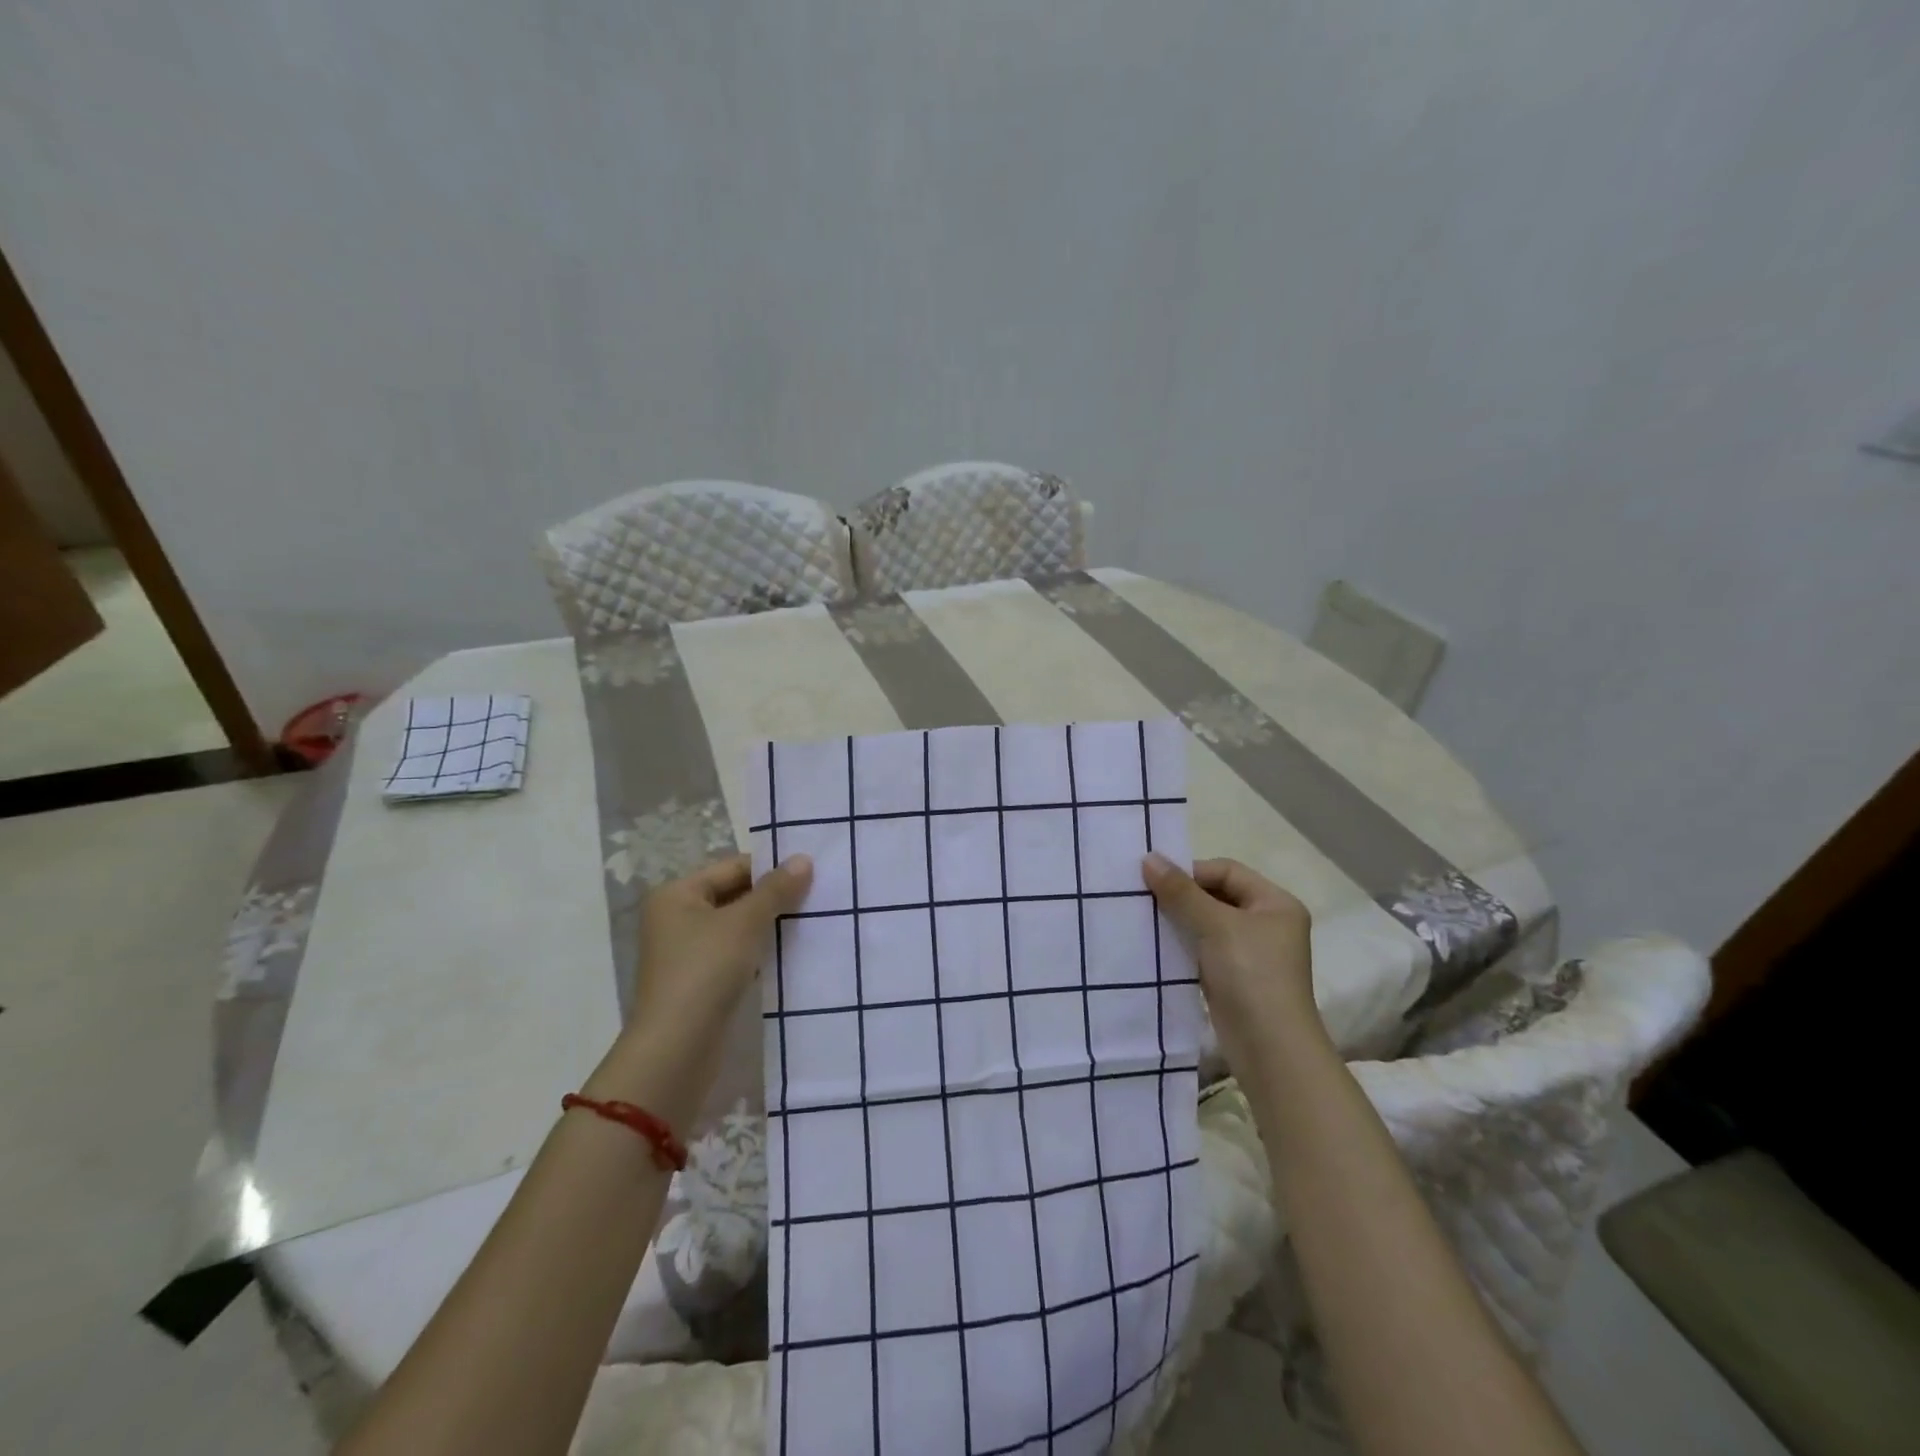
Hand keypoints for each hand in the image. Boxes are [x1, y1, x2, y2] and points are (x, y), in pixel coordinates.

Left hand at [630, 853, 813, 1037]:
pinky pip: (736, 954)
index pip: (732, 867)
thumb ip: (776, 889)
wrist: (677, 1049)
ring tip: (811, 920)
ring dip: (769, 925)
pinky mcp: (700, 982)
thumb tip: (804, 858)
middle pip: (735, 895)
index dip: (771, 868)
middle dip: (773, 897)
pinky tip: (791, 952)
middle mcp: (676, 918)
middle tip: (818, 895)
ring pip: (738, 927)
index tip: (811, 872)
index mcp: (677, 894)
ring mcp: (687, 952)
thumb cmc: (706, 970)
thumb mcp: (746, 922)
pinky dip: (760, 951)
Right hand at [1142, 853, 1321, 1067]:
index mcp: (1276, 903)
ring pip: (1207, 923)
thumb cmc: (1251, 974)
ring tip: (1146, 919)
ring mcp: (1251, 953)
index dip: (1191, 872)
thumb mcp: (1215, 926)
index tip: (1154, 880)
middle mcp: (1267, 923)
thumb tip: (1148, 858)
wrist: (1270, 1048)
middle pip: (1217, 895)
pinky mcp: (1234, 977)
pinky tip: (1157, 945)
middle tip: (1144, 897)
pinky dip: (1183, 944)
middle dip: (1182, 896)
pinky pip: (1203, 948)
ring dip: (1179, 920)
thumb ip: (1180, 891)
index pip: (1227, 871)